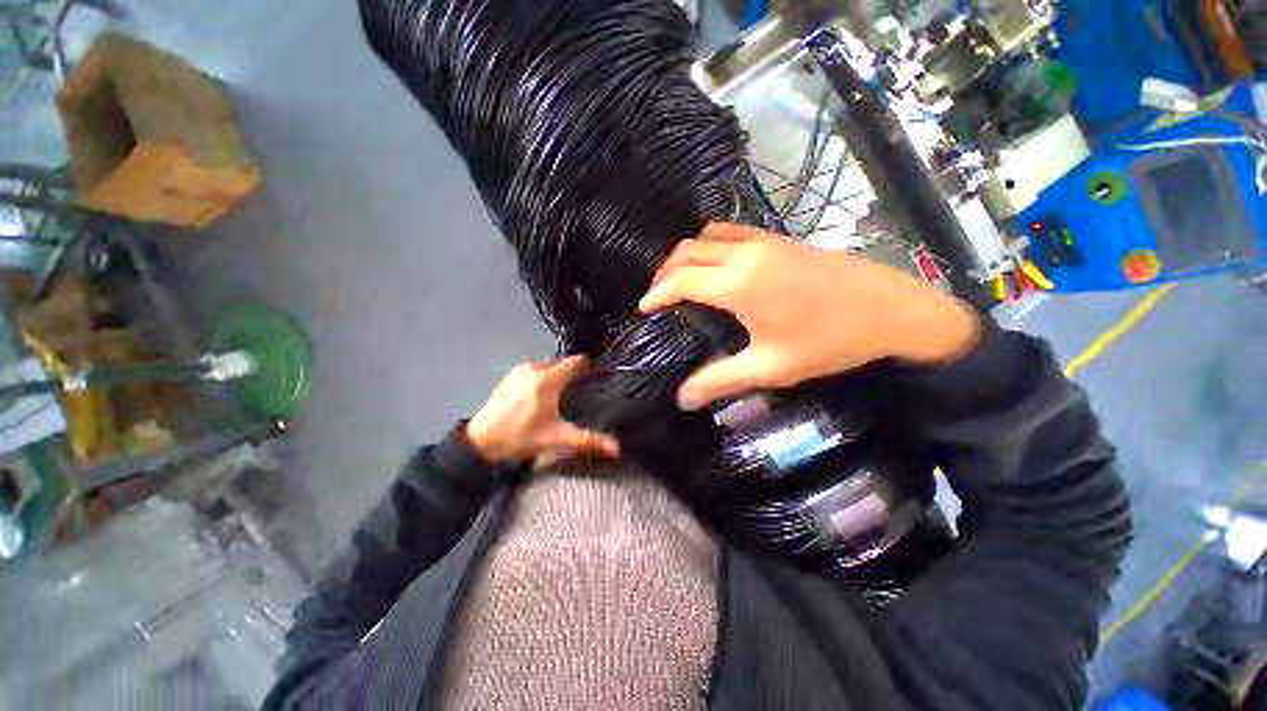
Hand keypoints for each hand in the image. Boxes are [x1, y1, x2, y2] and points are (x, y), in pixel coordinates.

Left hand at [466, 356, 620, 464]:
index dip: (589, 368)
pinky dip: (543, 378)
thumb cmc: (521, 438)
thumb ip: (588, 440)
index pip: (577, 362)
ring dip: (557, 376)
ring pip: (549, 366)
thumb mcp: (557, 439)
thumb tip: (616, 448)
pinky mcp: (510, 375)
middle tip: (579, 393)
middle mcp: (535, 369)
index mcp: (548, 380)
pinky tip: (540, 398)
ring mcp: (520, 371)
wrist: (480, 442)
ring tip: (560, 397)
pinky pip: (535, 370)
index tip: (595, 378)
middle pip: (563, 363)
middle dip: (573, 375)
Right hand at [639, 222, 979, 409]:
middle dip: (665, 271)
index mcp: (736, 285)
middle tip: (658, 294)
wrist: (891, 310)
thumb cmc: (828, 341)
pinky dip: (712, 244)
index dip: (656, 293)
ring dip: (688, 253)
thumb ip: (720, 380)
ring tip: (682, 277)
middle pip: (688, 252)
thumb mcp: (769, 367)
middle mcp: (744, 255)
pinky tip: (719, 265)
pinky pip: (732, 233)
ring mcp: (764, 242)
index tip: (643, 307)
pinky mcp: (781, 239)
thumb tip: (683, 399)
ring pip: (708, 236)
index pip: (680, 281)